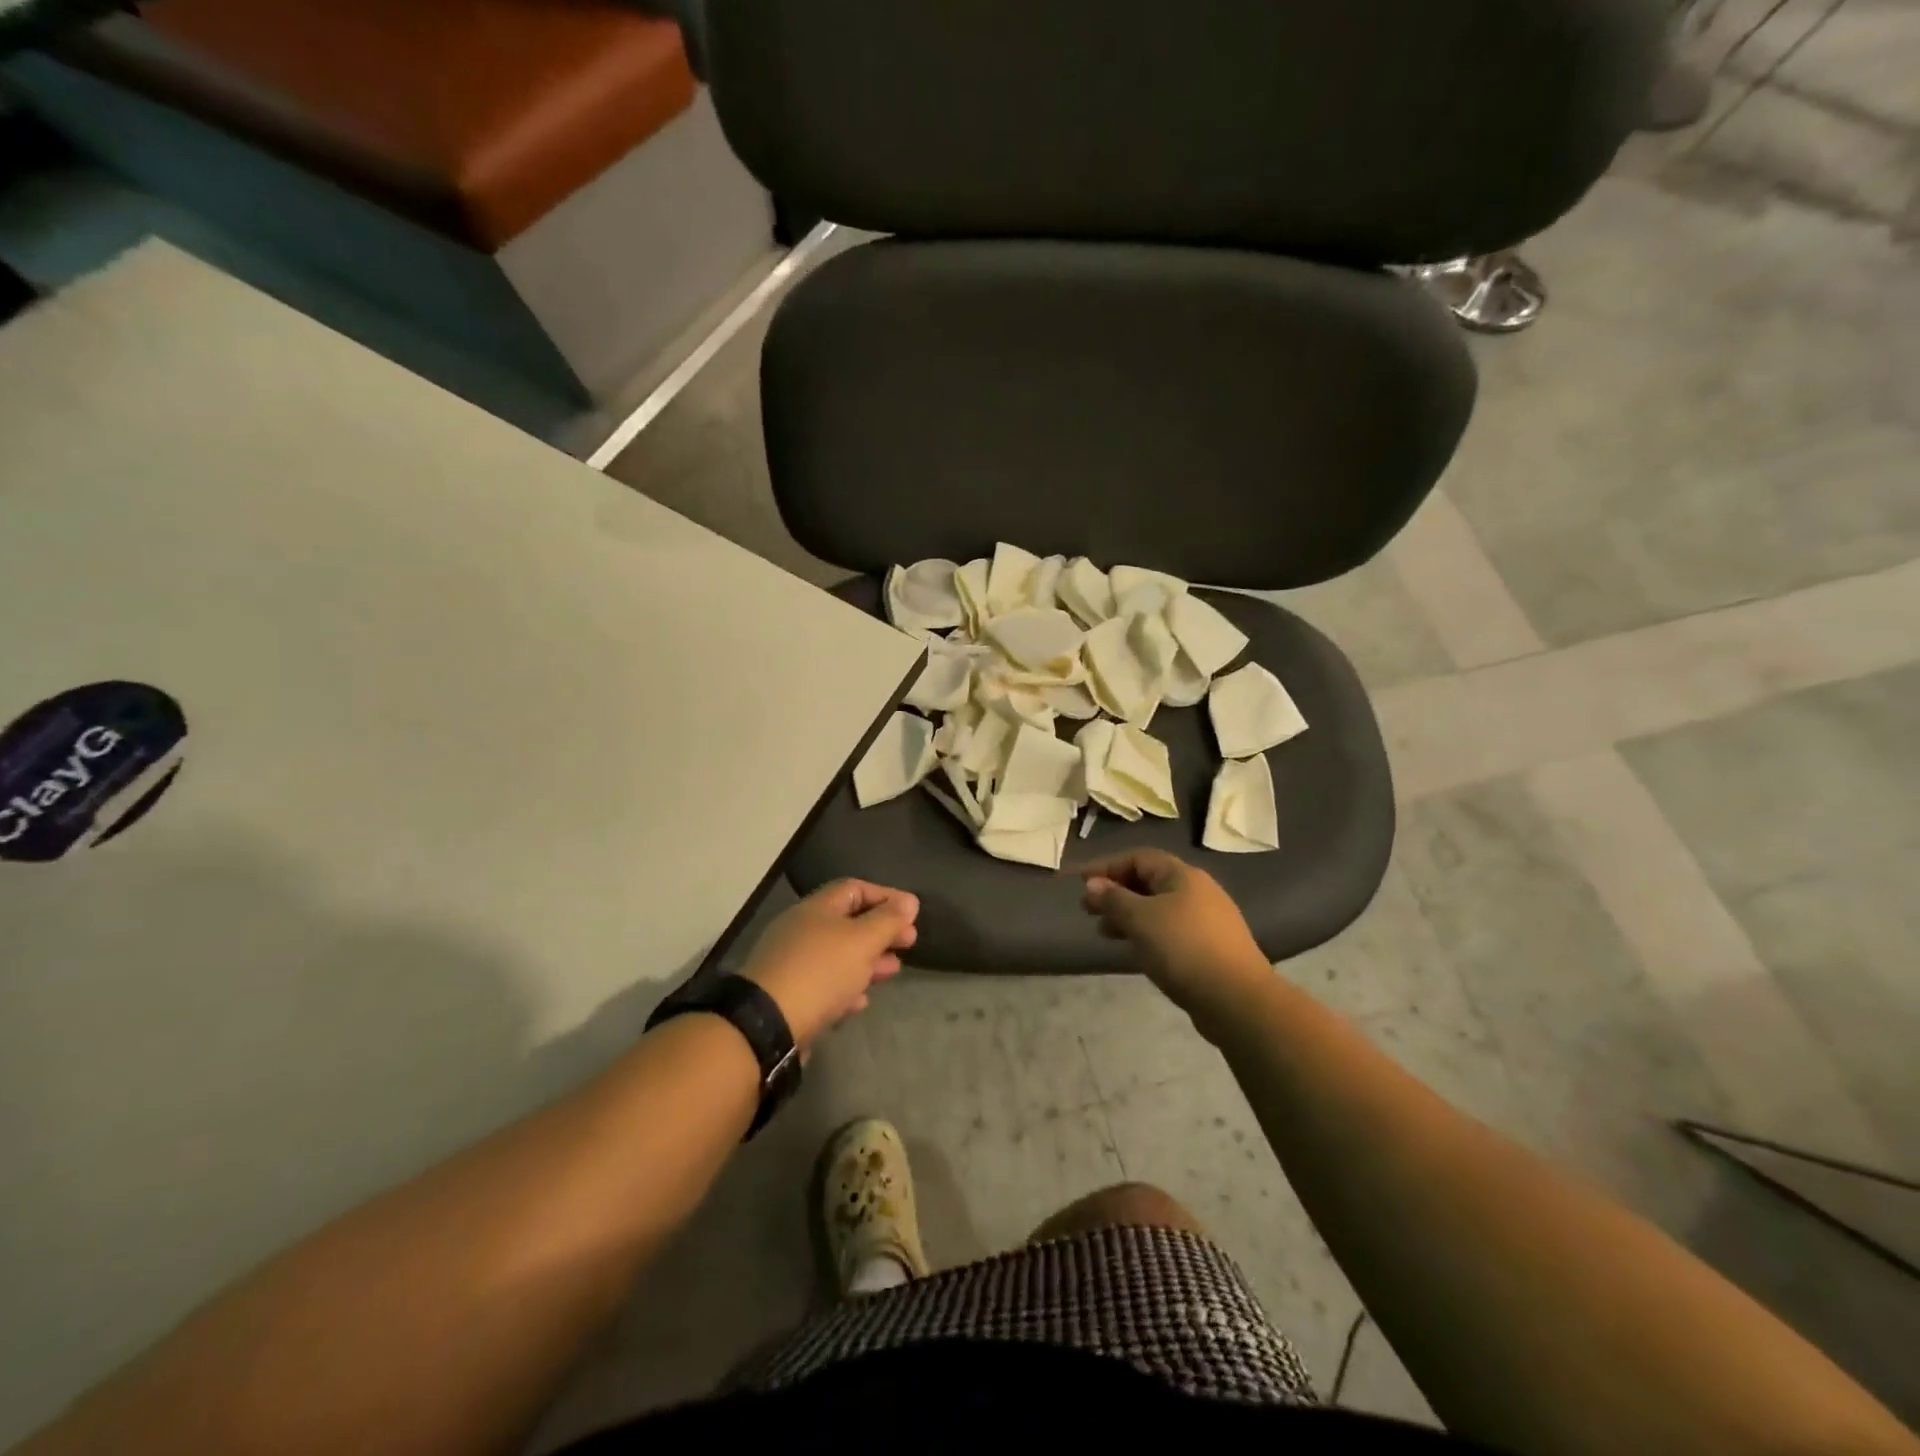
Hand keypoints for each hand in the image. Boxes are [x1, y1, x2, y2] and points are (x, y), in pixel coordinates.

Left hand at [741, 880, 917, 1047]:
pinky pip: (824, 984)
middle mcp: (801, 929)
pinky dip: (847, 986)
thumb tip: (909, 901)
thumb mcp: (862, 941)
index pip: (855, 888)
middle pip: (848, 922)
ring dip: (868, 960)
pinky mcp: (788, 995)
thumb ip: (888, 920)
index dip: (886, 896)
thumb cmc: (821, 971)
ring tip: (893, 970)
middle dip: (881, 931)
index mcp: (817, 908)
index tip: (912, 911)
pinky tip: (861, 1000)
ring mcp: (792, 963)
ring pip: (838, 955)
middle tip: (909, 942)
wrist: (767, 1025)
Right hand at [1078, 849, 1270, 1030]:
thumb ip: (1113, 899)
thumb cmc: (1183, 949)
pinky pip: (1170, 931)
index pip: (1138, 858)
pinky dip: (1146, 934)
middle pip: (1148, 881)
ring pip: (1158, 908)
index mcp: (1182, 875)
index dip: (1106, 866)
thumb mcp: (1140, 919)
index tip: (1080, 883)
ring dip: (1128, 916)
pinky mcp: (1209, 948)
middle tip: (1088, 910)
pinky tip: (1135, 951)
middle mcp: (1197, 891)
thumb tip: (1092, 884)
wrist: (1237, 1000)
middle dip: (1116, 892)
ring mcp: (1206, 920)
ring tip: (1105, 933)